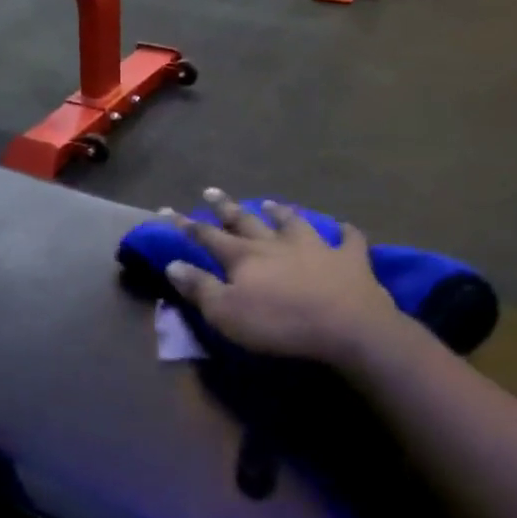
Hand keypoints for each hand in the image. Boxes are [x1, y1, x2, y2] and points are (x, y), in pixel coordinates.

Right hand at [164, 190, 401, 366]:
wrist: (346, 326)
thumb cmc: (278, 323)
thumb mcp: (226, 313)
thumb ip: (199, 287)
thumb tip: (173, 264)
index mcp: (244, 257)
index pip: (207, 236)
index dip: (185, 224)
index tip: (167, 210)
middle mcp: (276, 244)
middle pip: (246, 221)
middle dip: (225, 207)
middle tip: (211, 191)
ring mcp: (315, 247)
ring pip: (292, 222)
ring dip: (279, 212)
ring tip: (269, 202)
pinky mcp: (349, 259)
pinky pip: (348, 239)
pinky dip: (344, 231)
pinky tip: (343, 227)